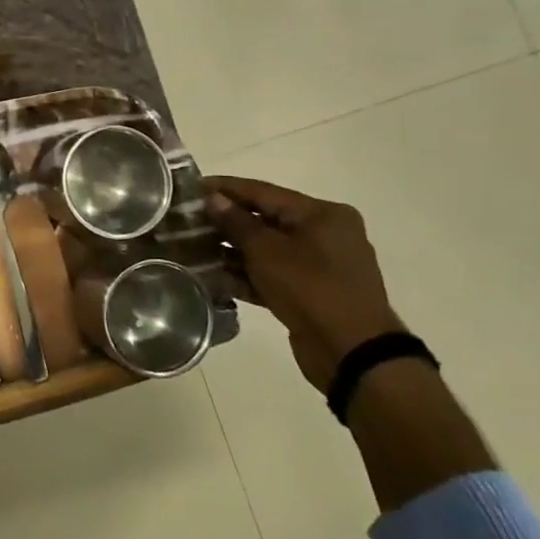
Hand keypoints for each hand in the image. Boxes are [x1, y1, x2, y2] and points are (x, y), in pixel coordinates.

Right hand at [203, 176, 405, 392]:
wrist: (351, 351)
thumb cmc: (310, 287)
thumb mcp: (267, 250)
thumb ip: (236, 222)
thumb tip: (213, 198)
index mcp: (322, 215)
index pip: (264, 192)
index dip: (225, 188)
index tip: (192, 186)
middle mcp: (325, 234)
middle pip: (265, 220)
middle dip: (226, 223)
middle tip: (188, 221)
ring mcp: (319, 265)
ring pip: (266, 250)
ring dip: (232, 251)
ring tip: (194, 248)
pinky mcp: (311, 292)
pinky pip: (273, 274)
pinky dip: (247, 275)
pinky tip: (214, 276)